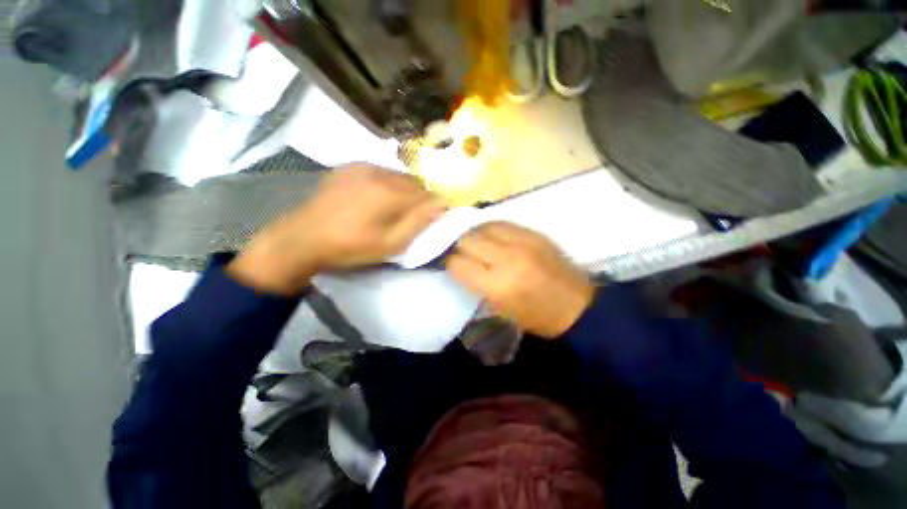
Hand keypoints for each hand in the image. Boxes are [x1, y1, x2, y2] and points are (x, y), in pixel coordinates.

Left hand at [228, 164, 444, 294]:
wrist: (303, 238)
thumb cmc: (350, 246)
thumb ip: (418, 222)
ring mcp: (361, 166)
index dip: (434, 204)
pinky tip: (375, 198)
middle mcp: (378, 172)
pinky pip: (380, 171)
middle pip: (414, 181)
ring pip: (397, 175)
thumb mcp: (390, 244)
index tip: (434, 216)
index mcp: (389, 192)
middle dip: (419, 197)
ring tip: (392, 208)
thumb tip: (441, 204)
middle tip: (411, 216)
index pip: (427, 192)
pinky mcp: (349, 167)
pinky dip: (386, 183)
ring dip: (403, 189)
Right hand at [445, 222, 594, 337]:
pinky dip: (490, 228)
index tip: (447, 262)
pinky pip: (501, 222)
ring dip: (473, 234)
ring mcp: (522, 241)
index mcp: (498, 285)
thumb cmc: (535, 317)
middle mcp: (507, 258)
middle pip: (467, 239)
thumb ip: (476, 284)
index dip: (448, 262)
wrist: (577, 306)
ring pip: (483, 226)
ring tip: (473, 241)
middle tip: (458, 251)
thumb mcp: (499, 309)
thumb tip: (459, 264)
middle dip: (458, 246)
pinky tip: (489, 235)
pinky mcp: (533, 233)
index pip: (458, 263)